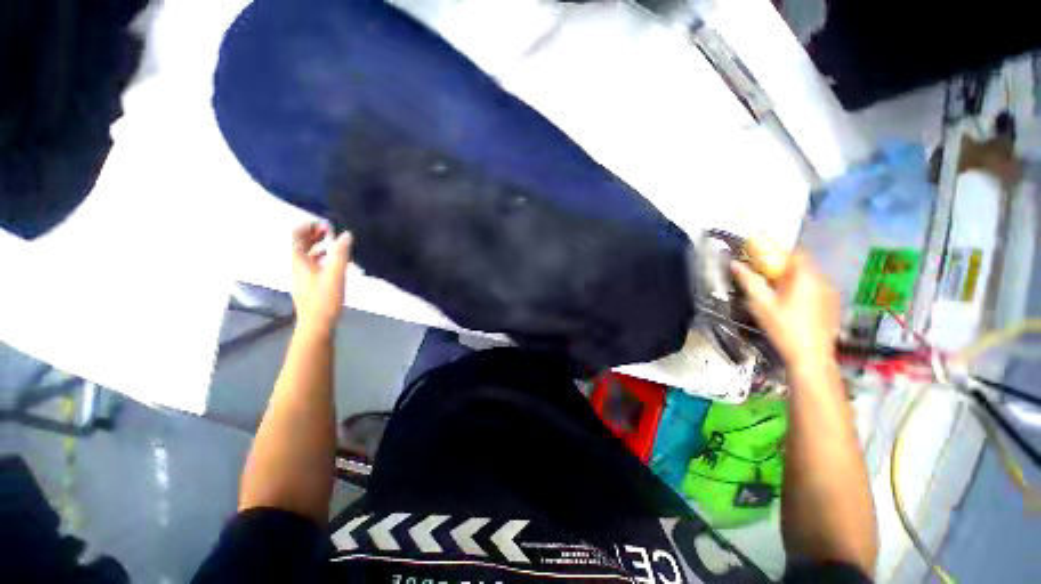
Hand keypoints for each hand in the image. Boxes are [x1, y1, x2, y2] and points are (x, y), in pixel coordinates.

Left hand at [291, 222, 351, 334]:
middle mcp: (298, 267)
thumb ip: (341, 254)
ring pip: (308, 256)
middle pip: (301, 245)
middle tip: (330, 230)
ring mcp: (303, 277)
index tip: (322, 222)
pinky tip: (336, 263)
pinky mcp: (310, 286)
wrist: (317, 325)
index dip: (307, 226)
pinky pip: (314, 265)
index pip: (296, 237)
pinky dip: (323, 258)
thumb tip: (346, 234)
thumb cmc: (324, 299)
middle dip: (313, 235)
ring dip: (319, 246)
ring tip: (335, 243)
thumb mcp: (335, 274)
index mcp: (299, 261)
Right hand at [731, 248, 838, 374]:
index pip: (796, 252)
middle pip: (803, 265)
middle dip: (784, 268)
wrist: (810, 356)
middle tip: (766, 280)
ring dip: (794, 280)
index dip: (779, 252)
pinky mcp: (834, 305)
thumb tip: (735, 264)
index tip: (764, 259)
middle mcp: (822, 281)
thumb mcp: (760, 304)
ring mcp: (831, 293)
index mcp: (805, 277)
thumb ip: (749, 281)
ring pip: (811, 278)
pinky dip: (805, 291)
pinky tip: (794, 307)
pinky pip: (818, 289)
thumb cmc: (783, 328)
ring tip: (779, 296)